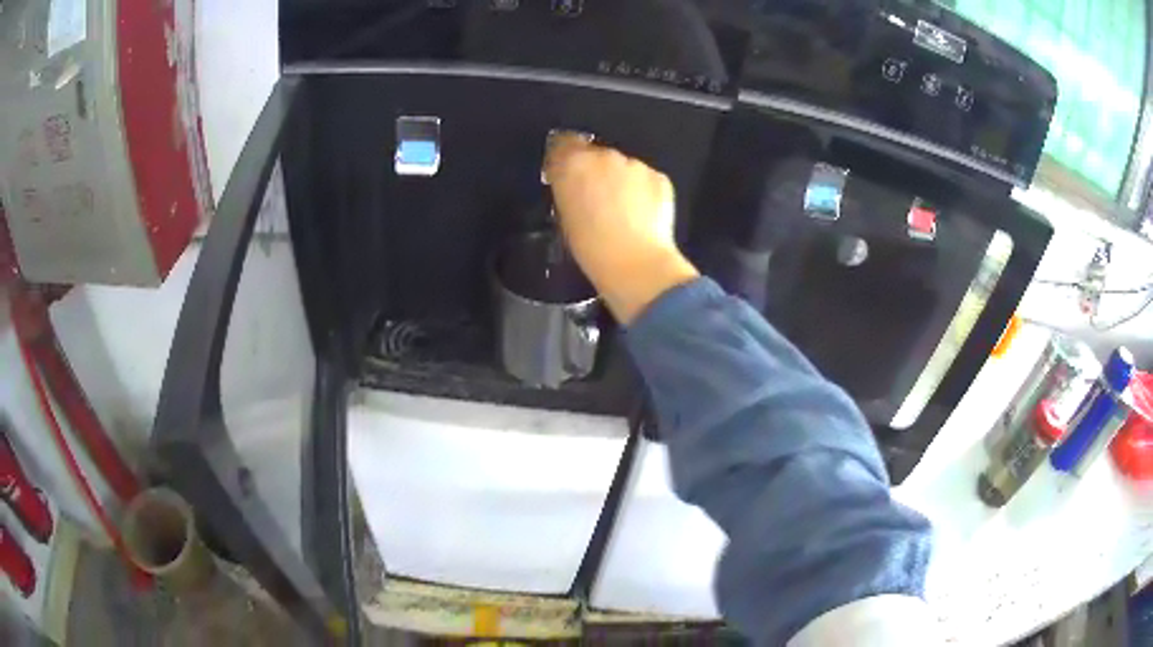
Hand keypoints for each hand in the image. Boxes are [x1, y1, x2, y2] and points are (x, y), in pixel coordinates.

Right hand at [544, 134, 698, 323]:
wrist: (635, 263)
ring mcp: (634, 164)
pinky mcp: (658, 177)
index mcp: (572, 164)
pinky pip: (646, 179)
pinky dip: (644, 192)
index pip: (562, 144)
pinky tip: (642, 216)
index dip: (564, 158)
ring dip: (621, 181)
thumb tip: (573, 186)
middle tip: (597, 199)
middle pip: (596, 154)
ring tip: (622, 212)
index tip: (566, 172)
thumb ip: (568, 191)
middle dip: (596, 171)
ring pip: (623, 167)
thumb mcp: (564, 217)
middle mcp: (603, 155)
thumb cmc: (591, 248)